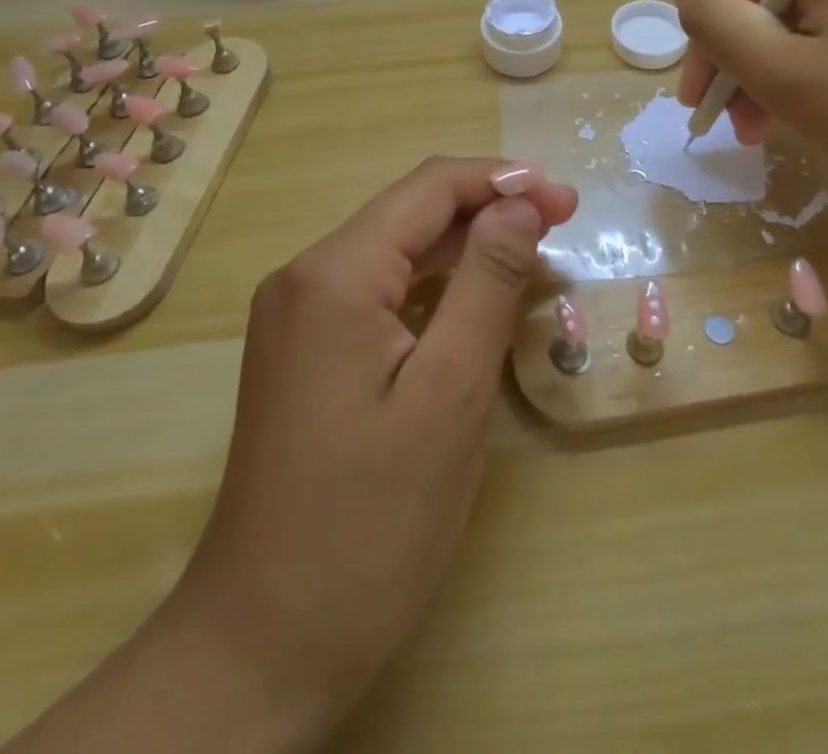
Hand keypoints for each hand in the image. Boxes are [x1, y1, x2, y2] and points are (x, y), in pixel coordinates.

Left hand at [177, 156, 577, 747]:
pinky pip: (380, 293)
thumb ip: (487, 283)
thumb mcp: (449, 395)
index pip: (428, 188)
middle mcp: (305, 277)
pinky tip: (476, 299)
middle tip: (563, 223)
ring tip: (533, 253)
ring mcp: (299, 315)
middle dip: (488, 210)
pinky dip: (435, 285)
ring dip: (465, 246)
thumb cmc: (369, 523)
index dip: (501, 182)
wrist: (262, 644)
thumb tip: (518, 204)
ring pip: (396, 251)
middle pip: (410, 214)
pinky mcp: (305, 351)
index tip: (566, 199)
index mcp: (334, 274)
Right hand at [669, 0, 827, 225]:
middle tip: (738, 130)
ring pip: (801, 27)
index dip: (705, 47)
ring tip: (769, 133)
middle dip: (741, 67)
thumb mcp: (786, 73)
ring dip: (773, 77)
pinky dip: (814, 75)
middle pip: (767, 5)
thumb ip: (718, 23)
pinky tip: (815, 115)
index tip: (699, 110)